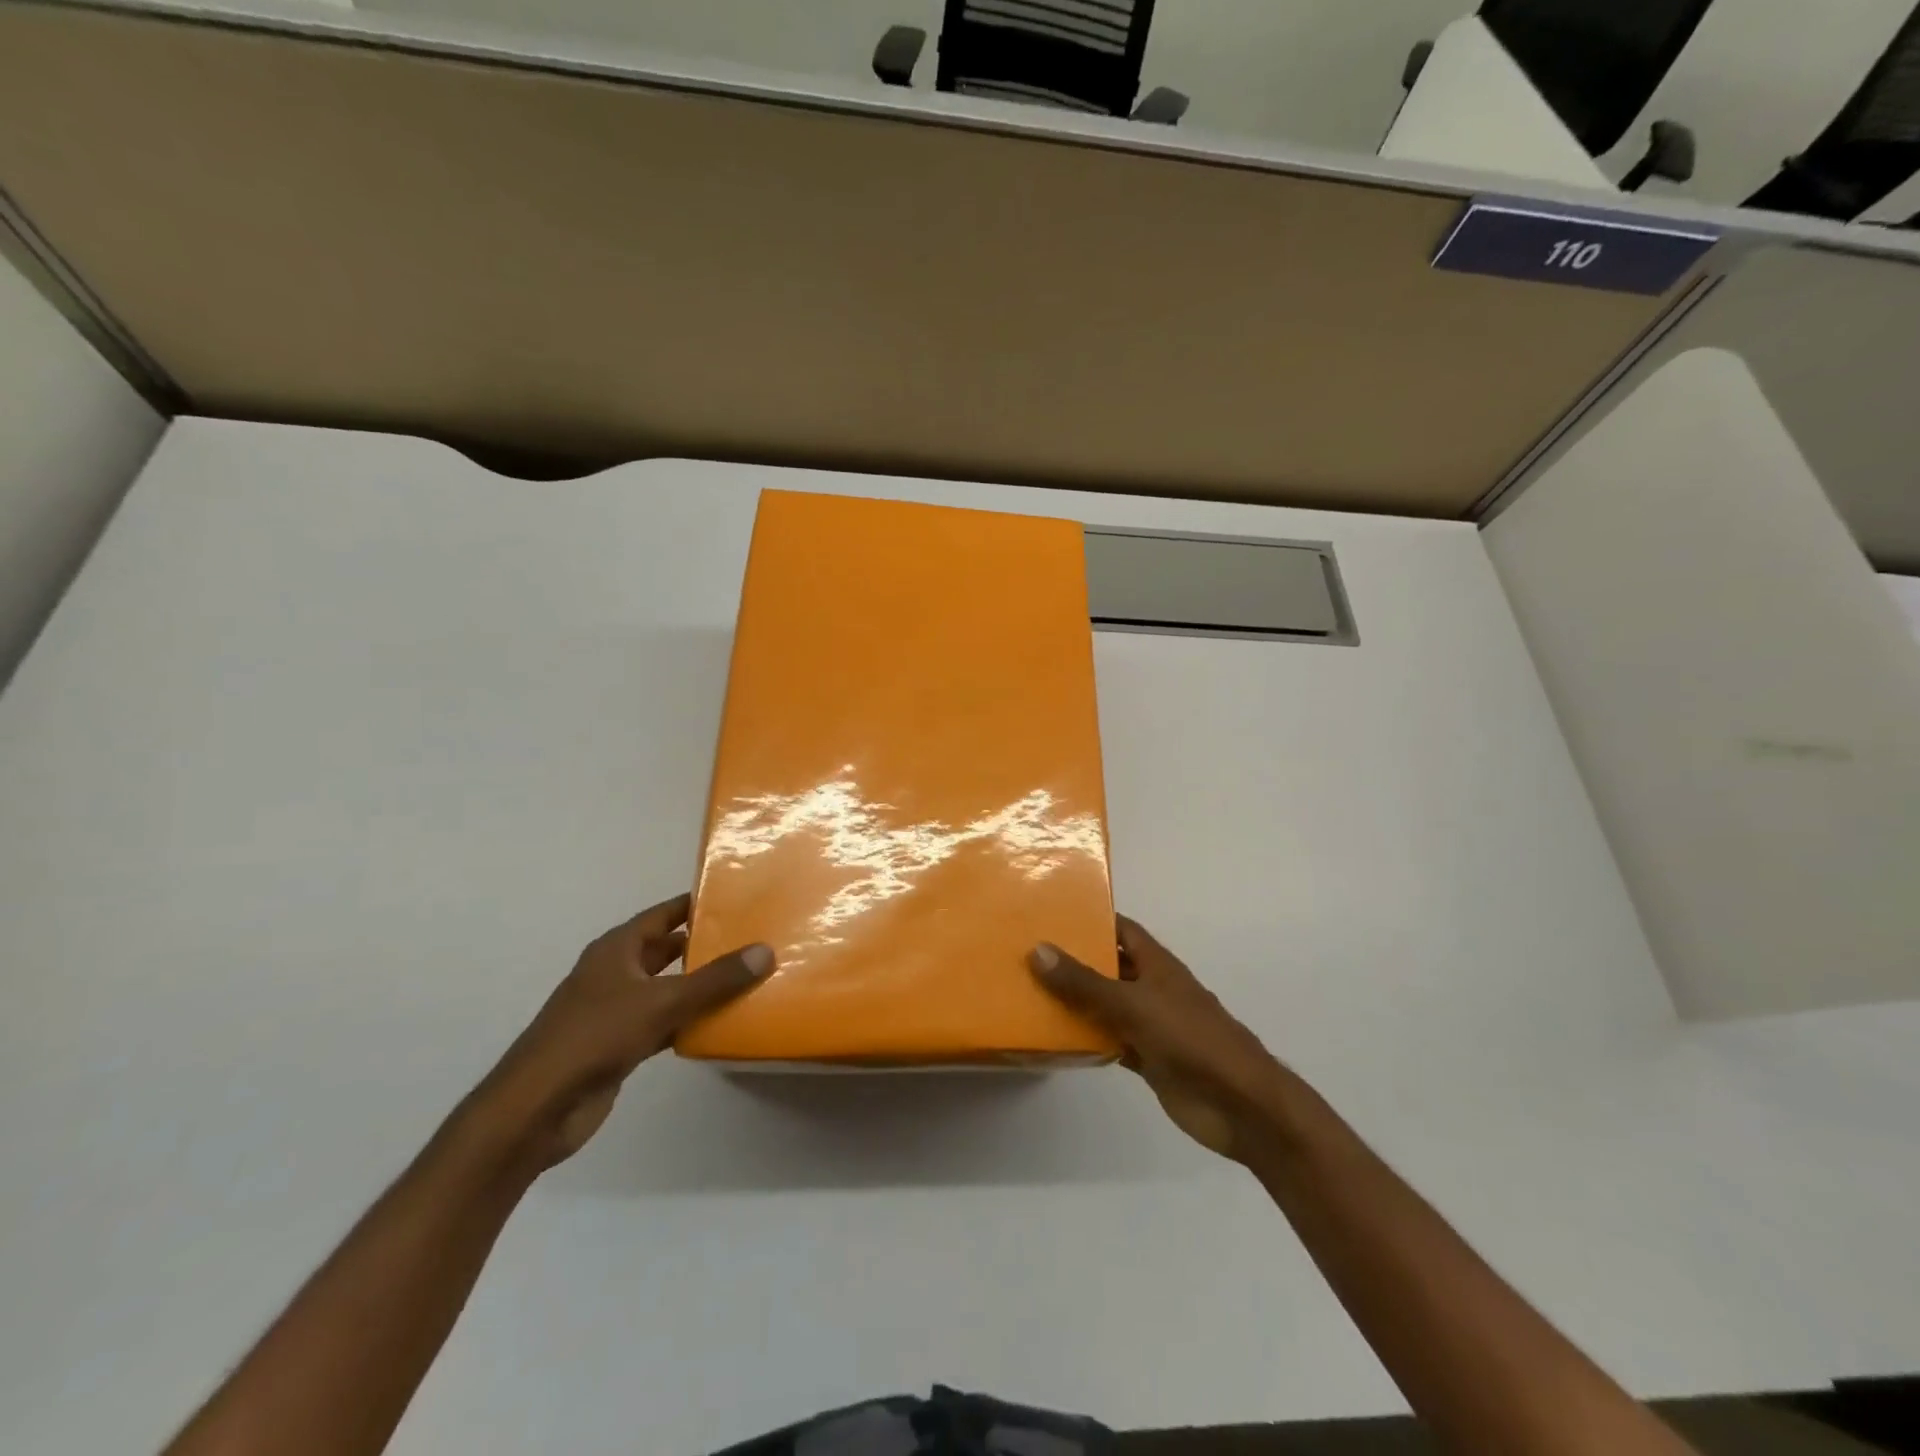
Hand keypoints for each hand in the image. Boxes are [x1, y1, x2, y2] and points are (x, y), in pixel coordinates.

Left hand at [474, 894, 772, 1169]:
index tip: (736, 900)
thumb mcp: (661, 1001)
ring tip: (747, 978)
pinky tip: (720, 1024)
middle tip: (752, 940)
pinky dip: (688, 1021)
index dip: (696, 905)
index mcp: (617, 949)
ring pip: (667, 988)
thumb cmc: (594, 1037)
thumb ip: (715, 979)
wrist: (536, 1108)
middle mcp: (615, 972)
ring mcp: (615, 1010)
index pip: (663, 914)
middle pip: (666, 950)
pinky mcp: (618, 1045)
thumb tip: (765, 950)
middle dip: (704, 946)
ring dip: (699, 986)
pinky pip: (663, 1023)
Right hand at [1030, 916, 1286, 1162]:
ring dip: (1077, 1002)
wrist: (1240, 1105)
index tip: (1051, 915)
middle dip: (1074, 961)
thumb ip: (1085, 982)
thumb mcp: (1132, 1004)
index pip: (1120, 929)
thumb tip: (1038, 949)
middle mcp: (1152, 988)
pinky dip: (1089, 1039)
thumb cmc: (1190, 1038)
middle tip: (1027, 954)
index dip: (1091, 920)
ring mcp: (1152, 1025)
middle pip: (1109, 967)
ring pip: (1106, 1006)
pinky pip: (1111, 1041)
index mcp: (1156, 964)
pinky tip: (1057, 1039)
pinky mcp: (1149, 1059)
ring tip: (1031, 992)